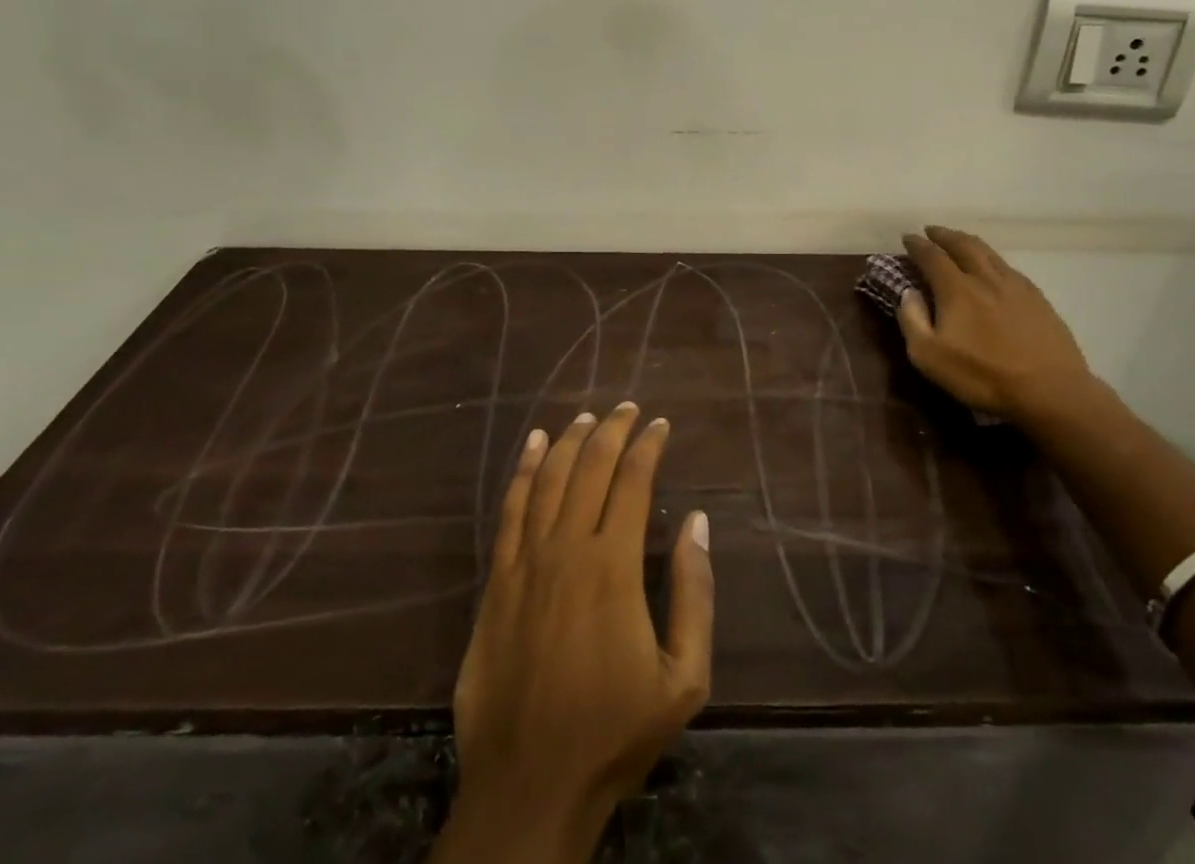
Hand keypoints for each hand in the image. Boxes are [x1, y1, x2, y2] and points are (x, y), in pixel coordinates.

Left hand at [437, 403, 713, 863]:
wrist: (530, 786)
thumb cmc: (615, 733)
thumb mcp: (684, 678)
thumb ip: (694, 594)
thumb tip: (698, 522)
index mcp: (613, 566)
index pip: (632, 481)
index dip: (648, 445)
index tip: (660, 424)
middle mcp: (567, 548)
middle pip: (589, 468)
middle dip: (612, 430)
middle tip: (628, 407)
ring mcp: (525, 561)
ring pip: (549, 478)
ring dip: (569, 440)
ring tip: (586, 416)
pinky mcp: (496, 580)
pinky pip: (510, 510)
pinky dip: (524, 470)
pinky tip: (533, 445)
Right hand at [896, 226, 1099, 423]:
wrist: (1050, 391)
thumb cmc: (983, 376)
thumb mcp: (930, 357)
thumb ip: (912, 320)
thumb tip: (908, 293)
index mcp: (957, 289)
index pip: (932, 256)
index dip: (917, 245)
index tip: (907, 237)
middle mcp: (985, 278)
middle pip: (963, 245)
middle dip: (944, 235)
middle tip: (932, 231)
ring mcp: (1015, 286)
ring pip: (989, 252)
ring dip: (968, 242)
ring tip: (959, 241)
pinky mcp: (1038, 299)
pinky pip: (1009, 268)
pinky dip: (993, 260)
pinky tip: (994, 268)